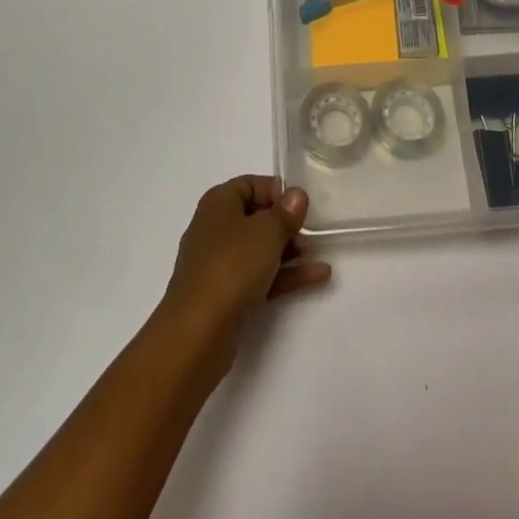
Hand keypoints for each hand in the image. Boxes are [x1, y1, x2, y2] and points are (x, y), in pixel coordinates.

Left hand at [158, 176, 331, 372]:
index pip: (250, 184)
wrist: (197, 333)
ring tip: (321, 253)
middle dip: (286, 223)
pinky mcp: (226, 295)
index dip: (277, 191)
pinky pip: (260, 276)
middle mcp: (216, 229)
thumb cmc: (231, 267)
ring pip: (260, 249)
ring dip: (290, 250)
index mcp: (218, 203)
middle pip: (256, 217)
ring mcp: (220, 264)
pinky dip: (285, 275)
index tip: (302, 204)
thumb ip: (285, 213)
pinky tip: (317, 276)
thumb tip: (296, 195)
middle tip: (314, 230)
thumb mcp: (266, 232)